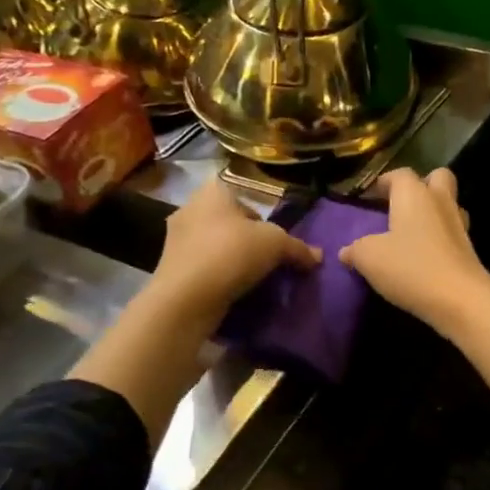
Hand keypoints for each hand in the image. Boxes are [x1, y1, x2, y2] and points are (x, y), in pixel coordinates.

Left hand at [152, 179, 319, 325]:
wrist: (186, 298)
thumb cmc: (232, 253)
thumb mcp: (276, 244)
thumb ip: (298, 248)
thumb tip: (318, 257)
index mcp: (213, 192)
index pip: (244, 197)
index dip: (264, 219)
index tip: (275, 241)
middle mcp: (190, 209)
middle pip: (230, 223)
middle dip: (249, 241)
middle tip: (269, 261)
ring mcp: (176, 240)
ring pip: (216, 247)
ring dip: (234, 261)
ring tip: (254, 280)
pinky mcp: (171, 269)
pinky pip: (204, 268)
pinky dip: (219, 278)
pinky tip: (234, 292)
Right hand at [340, 168, 489, 333]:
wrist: (460, 299)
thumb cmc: (410, 267)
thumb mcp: (369, 258)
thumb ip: (355, 249)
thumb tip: (346, 251)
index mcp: (414, 194)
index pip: (400, 174)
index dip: (383, 182)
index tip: (369, 197)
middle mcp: (440, 201)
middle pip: (436, 178)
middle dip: (420, 185)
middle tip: (399, 205)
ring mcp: (459, 224)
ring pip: (448, 205)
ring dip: (433, 212)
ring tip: (412, 232)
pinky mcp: (469, 249)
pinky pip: (452, 232)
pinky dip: (439, 237)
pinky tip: (424, 255)